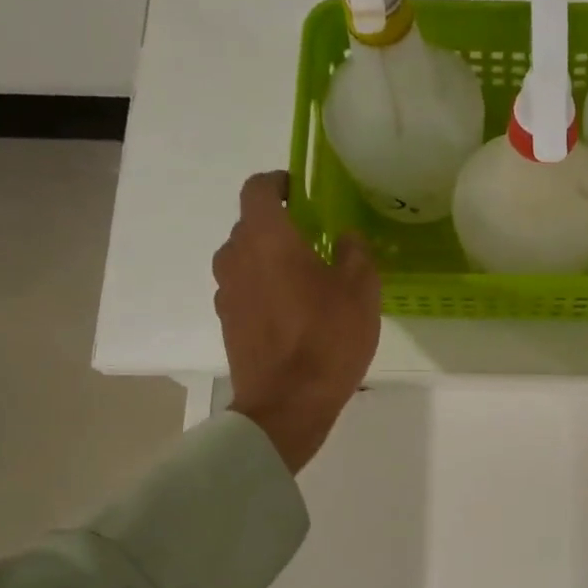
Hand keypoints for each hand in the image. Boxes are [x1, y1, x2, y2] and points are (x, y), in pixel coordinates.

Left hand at [213, 172, 380, 472]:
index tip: (301, 192)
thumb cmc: (327, 338)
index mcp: (266, 237)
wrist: (287, 404)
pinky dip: (265, 288)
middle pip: (252, 225)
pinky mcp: (227, 322)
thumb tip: (345, 237)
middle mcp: (236, 256)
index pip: (258, 188)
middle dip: (281, 226)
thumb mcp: (361, 290)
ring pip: (247, 259)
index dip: (278, 183)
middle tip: (317, 241)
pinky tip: (294, 312)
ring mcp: (226, 291)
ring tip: (307, 280)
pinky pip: (245, 289)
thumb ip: (354, 252)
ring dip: (272, 260)